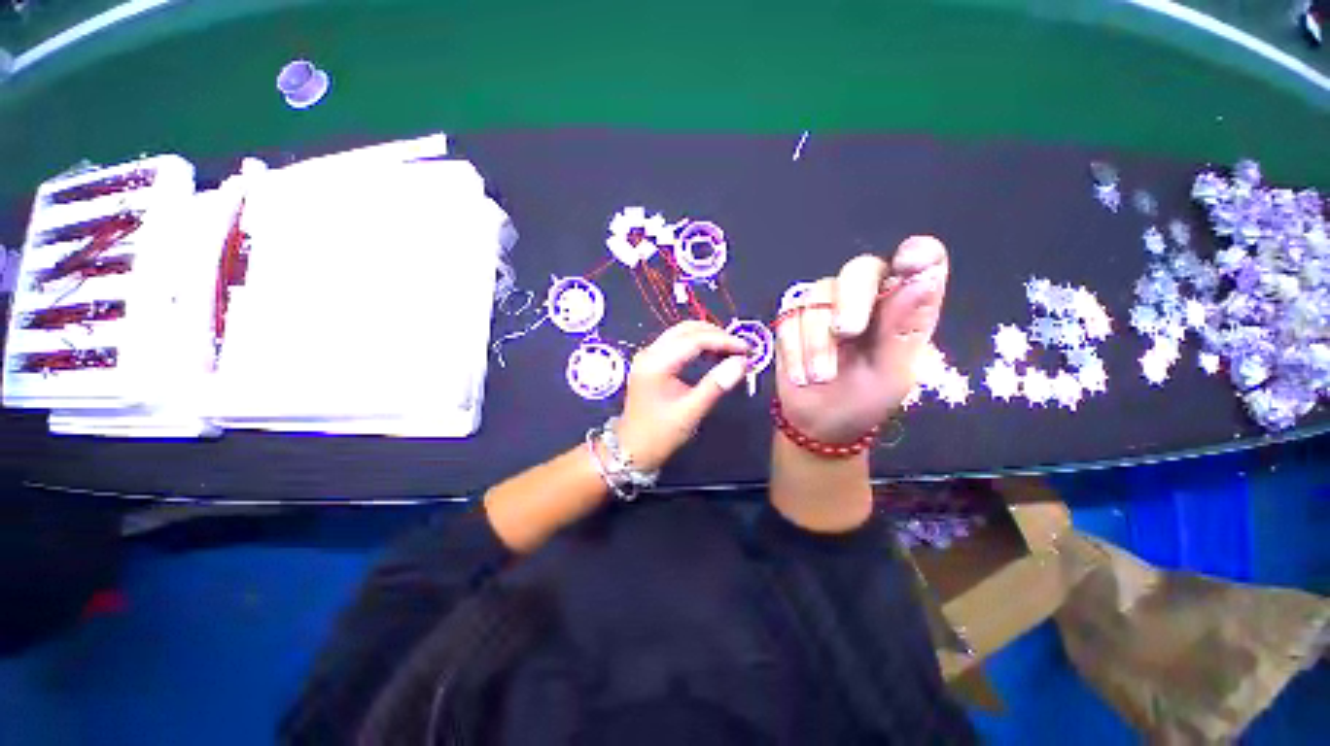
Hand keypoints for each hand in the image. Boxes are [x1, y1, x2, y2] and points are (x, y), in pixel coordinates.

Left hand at [616, 320, 750, 471]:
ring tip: (731, 351)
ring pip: (681, 334)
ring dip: (707, 337)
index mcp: (656, 363)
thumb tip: (742, 362)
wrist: (632, 449)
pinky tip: (712, 355)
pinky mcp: (651, 362)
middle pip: (686, 330)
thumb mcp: (691, 411)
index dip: (723, 341)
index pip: (694, 340)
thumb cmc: (660, 434)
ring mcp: (648, 356)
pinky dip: (697, 345)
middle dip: (716, 335)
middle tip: (741, 349)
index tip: (747, 350)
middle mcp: (650, 352)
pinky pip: (677, 344)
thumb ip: (716, 384)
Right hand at [775, 236, 949, 443]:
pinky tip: (801, 374)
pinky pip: (788, 315)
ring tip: (820, 377)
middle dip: (849, 302)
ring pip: (816, 296)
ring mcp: (825, 303)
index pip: (921, 261)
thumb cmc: (864, 399)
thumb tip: (923, 277)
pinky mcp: (793, 316)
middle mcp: (864, 296)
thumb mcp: (891, 373)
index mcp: (902, 306)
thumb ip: (904, 327)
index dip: (918, 254)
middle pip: (858, 270)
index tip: (910, 262)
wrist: (818, 421)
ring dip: (816, 340)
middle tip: (845, 334)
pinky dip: (793, 347)